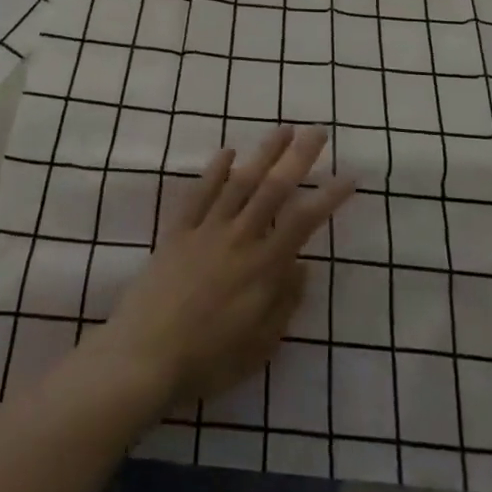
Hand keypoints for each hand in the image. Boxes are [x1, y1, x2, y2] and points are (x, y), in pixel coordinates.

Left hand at [90, 125, 353, 409]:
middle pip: (273, 189)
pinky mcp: (177, 231)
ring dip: (263, 153)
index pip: (303, 222)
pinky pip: (198, 193)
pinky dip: (214, 170)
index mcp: (262, 269)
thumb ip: (284, 303)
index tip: (348, 175)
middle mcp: (238, 239)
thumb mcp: (259, 347)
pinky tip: (227, 152)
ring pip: (239, 182)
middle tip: (318, 132)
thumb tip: (302, 265)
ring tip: (283, 130)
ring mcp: (205, 230)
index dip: (328, 197)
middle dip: (298, 158)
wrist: (143, 358)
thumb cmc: (207, 362)